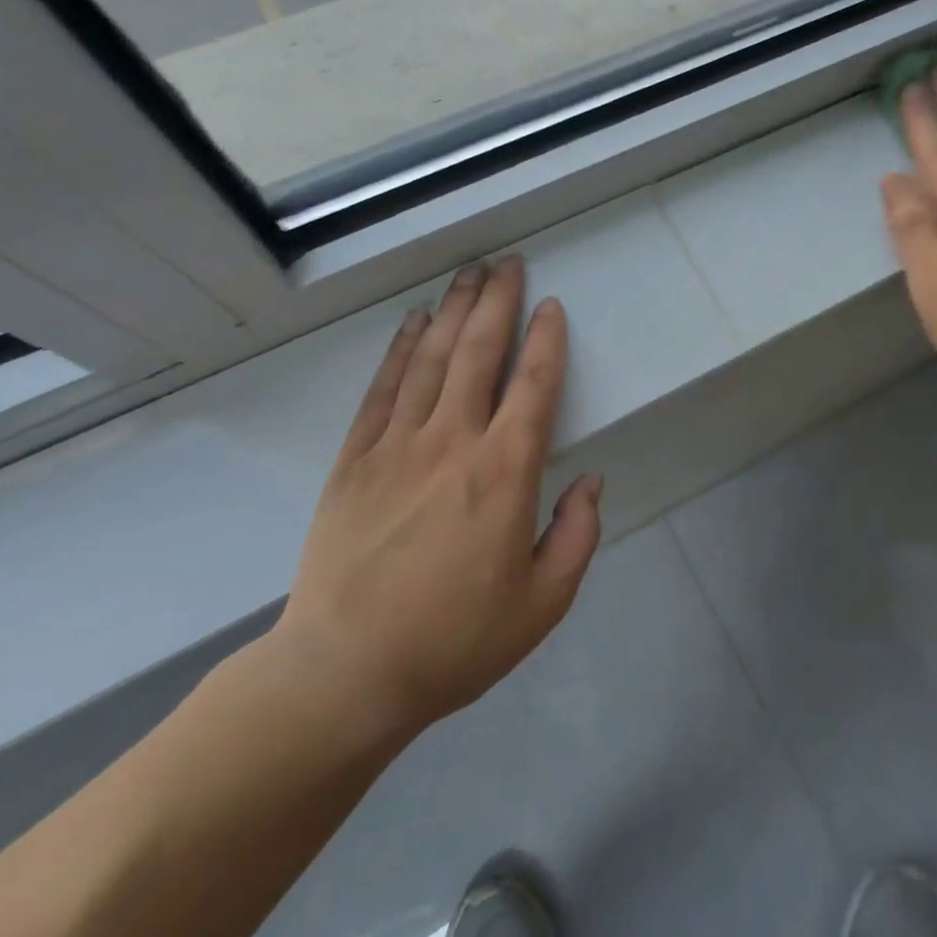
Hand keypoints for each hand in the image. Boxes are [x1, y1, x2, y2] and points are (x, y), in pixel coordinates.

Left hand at [271, 258, 601, 744]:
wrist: (346, 673)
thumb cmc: (455, 641)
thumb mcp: (542, 603)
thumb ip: (577, 536)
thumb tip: (590, 481)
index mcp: (503, 473)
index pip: (532, 386)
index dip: (546, 340)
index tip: (552, 305)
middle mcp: (452, 443)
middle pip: (478, 353)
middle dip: (497, 302)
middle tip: (508, 263)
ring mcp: (397, 446)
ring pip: (431, 359)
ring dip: (454, 311)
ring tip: (468, 274)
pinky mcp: (355, 459)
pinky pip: (383, 389)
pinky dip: (401, 350)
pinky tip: (414, 322)